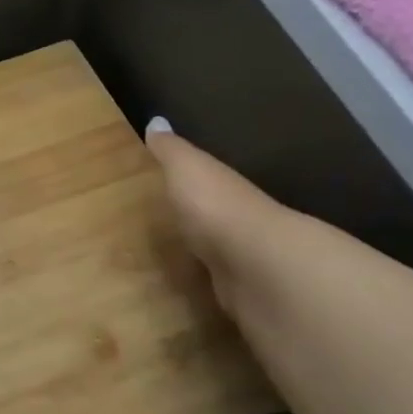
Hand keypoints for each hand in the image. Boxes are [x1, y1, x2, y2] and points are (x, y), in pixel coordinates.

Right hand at [144, 118, 289, 315]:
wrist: (256, 265)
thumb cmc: (216, 206)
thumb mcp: (187, 169)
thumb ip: (171, 150)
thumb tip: (156, 121)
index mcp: (225, 190)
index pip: (207, 183)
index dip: (189, 184)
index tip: (165, 186)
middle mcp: (238, 221)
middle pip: (212, 217)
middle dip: (194, 220)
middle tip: (162, 223)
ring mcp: (241, 259)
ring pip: (216, 251)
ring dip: (200, 253)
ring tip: (167, 259)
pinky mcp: (238, 292)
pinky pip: (216, 281)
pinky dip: (205, 281)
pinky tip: (187, 287)